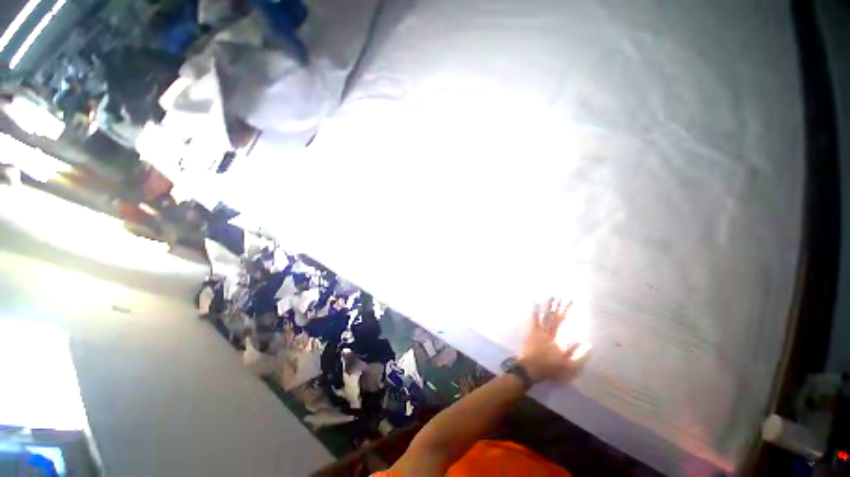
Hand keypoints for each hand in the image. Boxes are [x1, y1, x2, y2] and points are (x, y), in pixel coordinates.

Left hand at [519, 298, 590, 382]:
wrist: (530, 368)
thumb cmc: (550, 367)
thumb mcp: (569, 366)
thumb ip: (579, 355)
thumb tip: (588, 344)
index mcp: (557, 337)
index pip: (563, 320)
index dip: (566, 310)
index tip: (570, 301)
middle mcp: (547, 330)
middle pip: (554, 315)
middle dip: (558, 305)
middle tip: (562, 296)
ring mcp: (538, 330)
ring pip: (544, 315)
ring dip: (548, 305)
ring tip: (551, 296)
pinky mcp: (530, 332)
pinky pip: (533, 319)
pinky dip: (534, 310)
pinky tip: (535, 303)